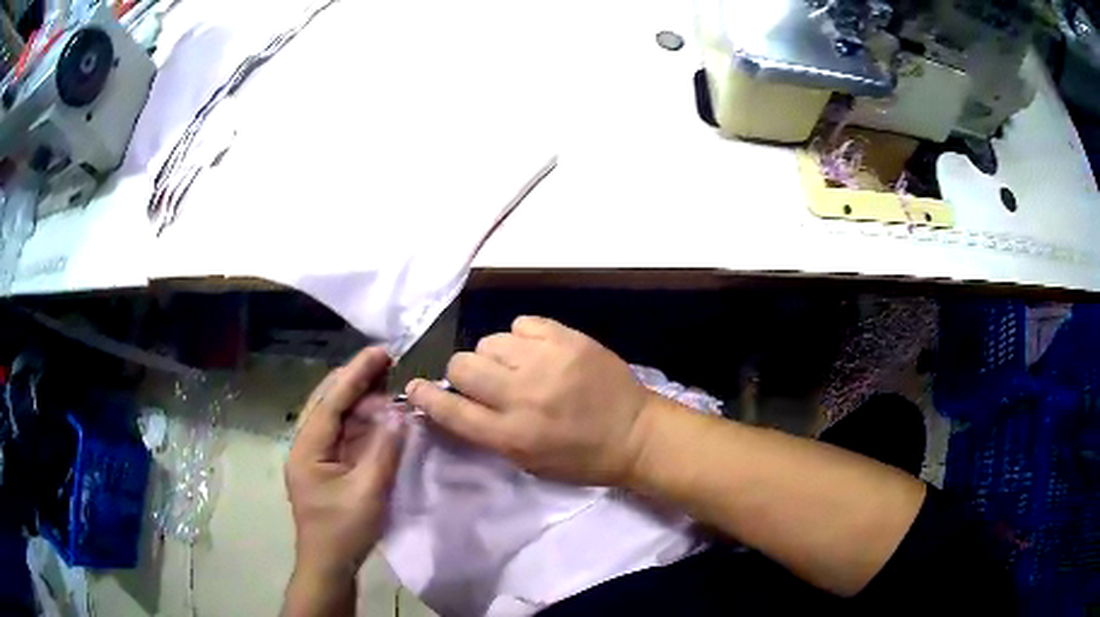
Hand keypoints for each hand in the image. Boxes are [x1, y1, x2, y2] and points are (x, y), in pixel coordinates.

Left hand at [285, 348, 404, 590]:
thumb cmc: (343, 532)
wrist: (328, 566)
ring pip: (337, 417)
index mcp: (307, 448)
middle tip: (388, 362)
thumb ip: (384, 449)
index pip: (331, 401)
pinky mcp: (327, 467)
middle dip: (357, 380)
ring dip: (361, 399)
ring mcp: (315, 456)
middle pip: (330, 402)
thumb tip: (400, 412)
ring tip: (388, 381)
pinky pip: (344, 435)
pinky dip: (362, 422)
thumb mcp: (368, 492)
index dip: (356, 374)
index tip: (381, 351)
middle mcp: (306, 445)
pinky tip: (380, 414)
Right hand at [405, 316, 654, 485]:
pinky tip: (538, 352)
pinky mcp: (568, 339)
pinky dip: (522, 338)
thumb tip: (454, 403)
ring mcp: (546, 362)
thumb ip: (488, 433)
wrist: (636, 433)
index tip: (414, 387)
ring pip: (489, 341)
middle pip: (462, 365)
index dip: (425, 397)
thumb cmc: (581, 458)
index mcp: (512, 435)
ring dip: (495, 356)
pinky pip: (522, 324)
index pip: (451, 411)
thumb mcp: (528, 462)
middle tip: (484, 381)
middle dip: (464, 373)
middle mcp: (523, 395)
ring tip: (518, 366)